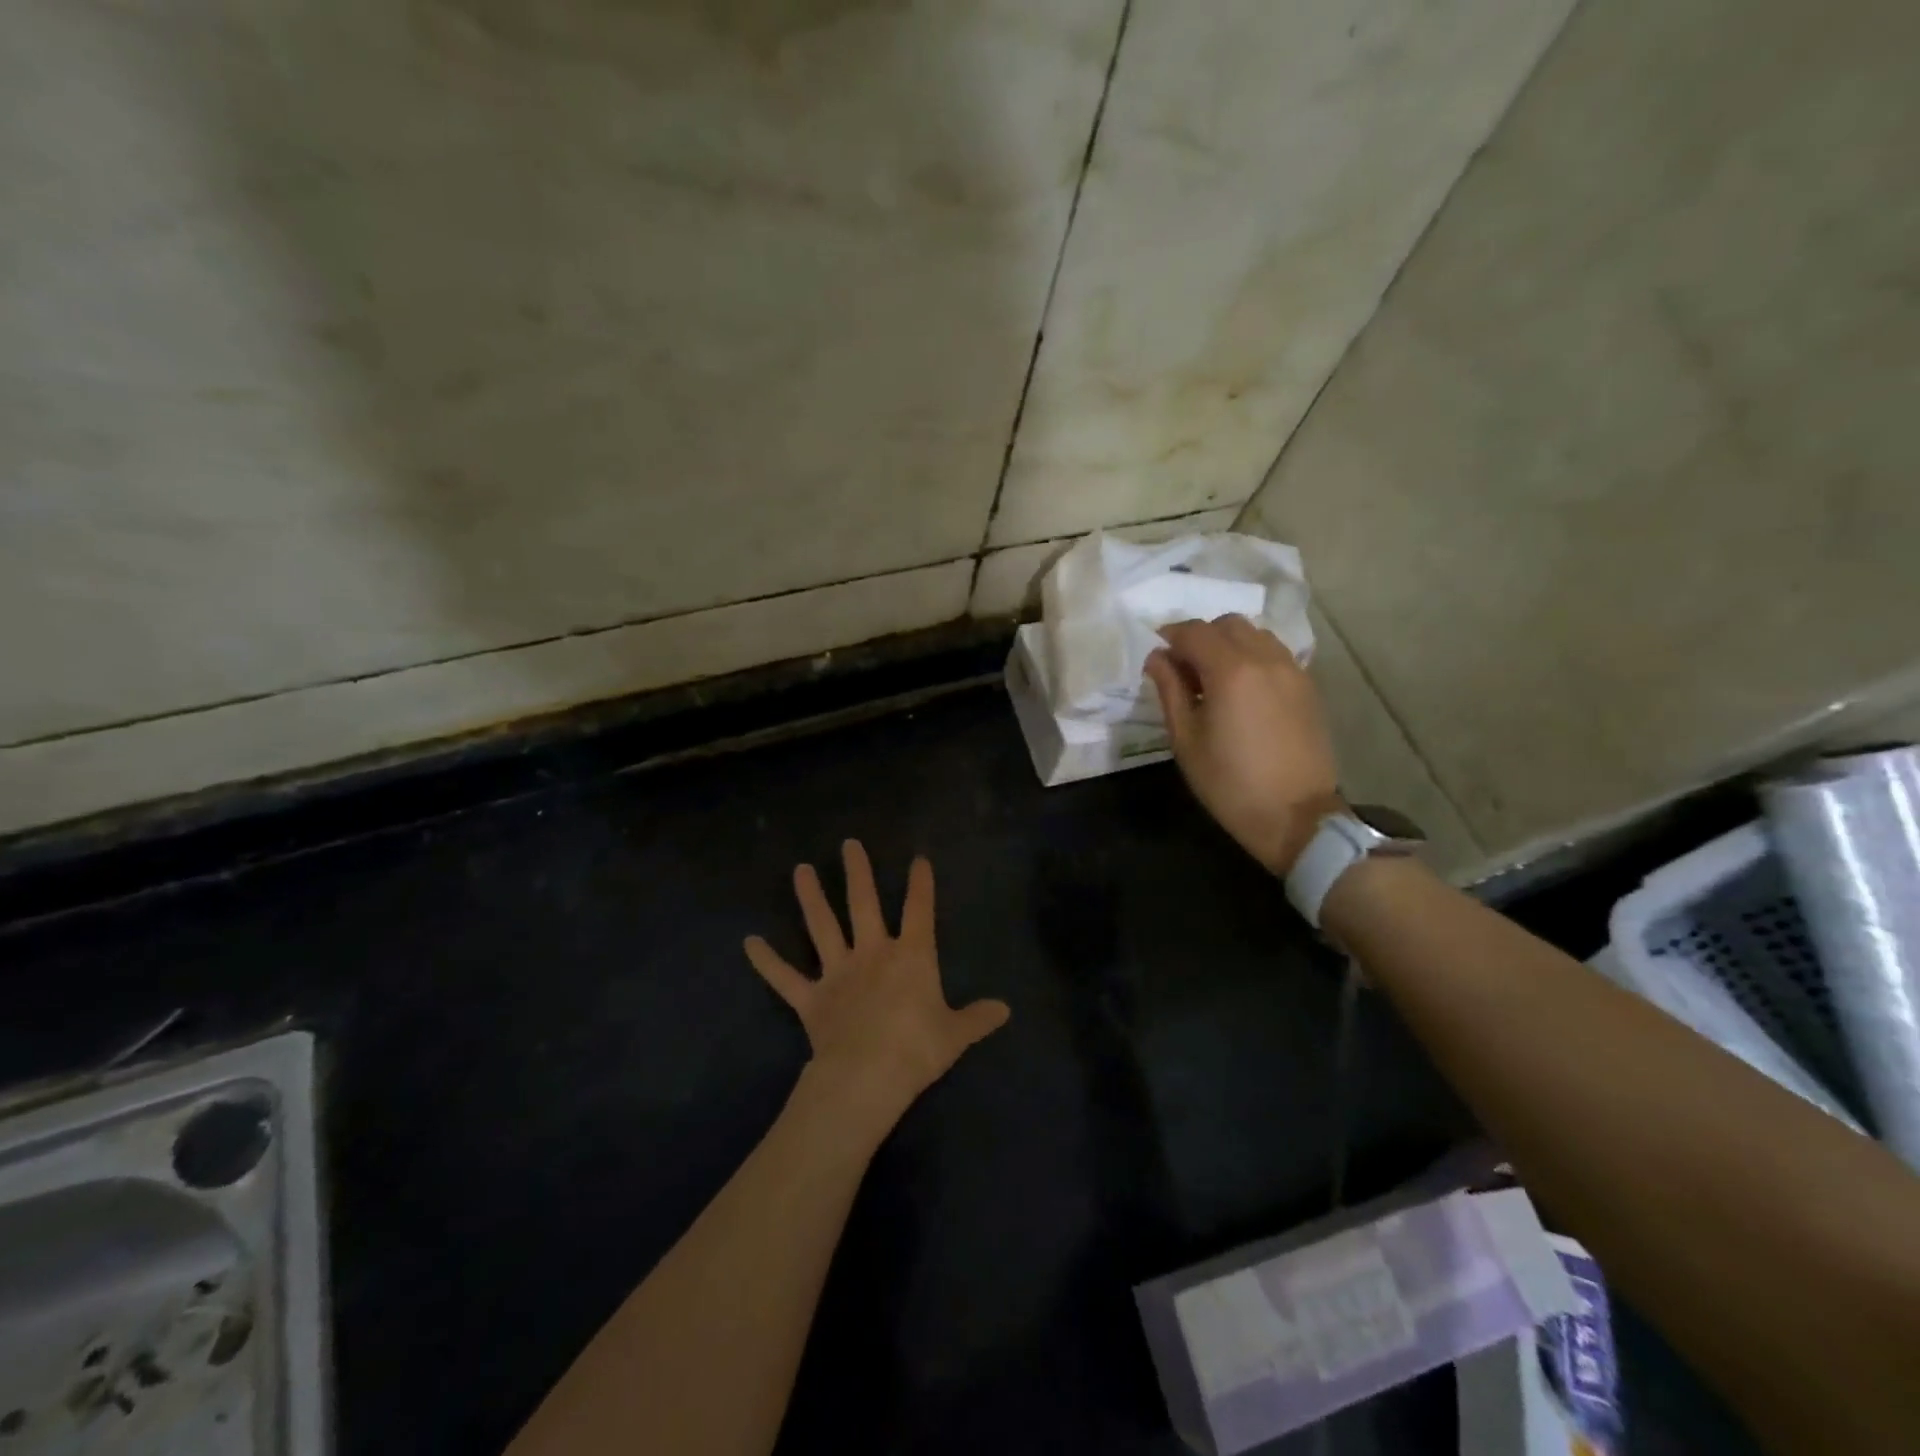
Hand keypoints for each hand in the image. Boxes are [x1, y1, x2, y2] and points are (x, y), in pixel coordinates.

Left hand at [744, 840, 1009, 1135]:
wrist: (868, 1076)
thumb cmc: (917, 1049)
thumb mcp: (955, 1034)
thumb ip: (978, 1018)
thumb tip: (1005, 1010)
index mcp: (910, 956)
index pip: (919, 910)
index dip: (920, 884)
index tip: (918, 859)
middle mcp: (872, 953)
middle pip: (863, 903)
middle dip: (858, 872)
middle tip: (848, 844)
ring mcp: (838, 972)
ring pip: (822, 927)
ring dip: (810, 898)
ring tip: (800, 870)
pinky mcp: (811, 998)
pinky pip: (785, 977)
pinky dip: (766, 961)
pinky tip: (749, 942)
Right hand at [1144, 615, 1341, 875]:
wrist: (1296, 816)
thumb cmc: (1229, 783)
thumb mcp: (1186, 740)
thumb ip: (1170, 690)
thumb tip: (1157, 659)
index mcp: (1230, 671)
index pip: (1194, 631)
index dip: (1170, 637)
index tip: (1156, 656)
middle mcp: (1265, 659)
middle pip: (1227, 624)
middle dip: (1200, 636)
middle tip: (1184, 668)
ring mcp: (1292, 670)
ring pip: (1255, 635)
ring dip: (1229, 644)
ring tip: (1214, 678)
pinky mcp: (1308, 687)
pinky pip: (1275, 653)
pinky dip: (1252, 657)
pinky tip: (1242, 689)